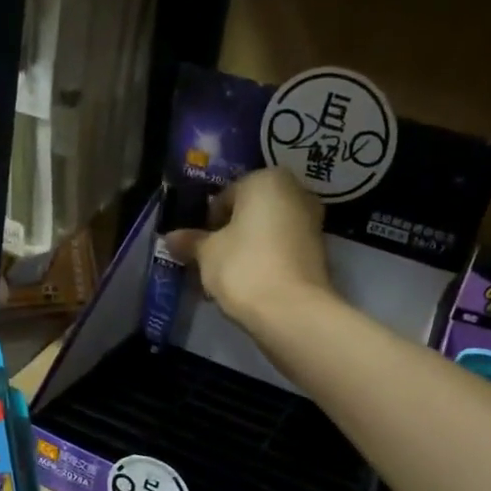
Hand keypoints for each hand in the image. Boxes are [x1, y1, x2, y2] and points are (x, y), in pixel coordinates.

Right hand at [163, 166, 332, 330]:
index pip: (226, 196)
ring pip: (268, 232)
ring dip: (248, 250)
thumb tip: (170, 238)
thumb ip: (190, 241)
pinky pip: (282, 250)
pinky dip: (266, 262)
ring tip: (228, 279)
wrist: (291, 311)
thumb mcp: (207, 253)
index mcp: (267, 180)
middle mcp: (296, 192)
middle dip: (230, 235)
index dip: (207, 223)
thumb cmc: (243, 267)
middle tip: (211, 261)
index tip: (198, 247)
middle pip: (251, 212)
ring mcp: (313, 223)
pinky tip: (250, 286)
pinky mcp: (320, 253)